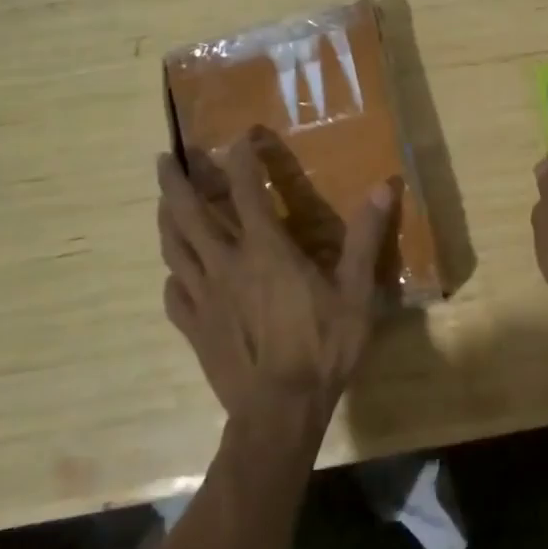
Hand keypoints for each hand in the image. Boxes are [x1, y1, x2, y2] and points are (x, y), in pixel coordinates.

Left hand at [157, 134, 393, 431]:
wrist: (279, 412)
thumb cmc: (321, 347)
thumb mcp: (356, 291)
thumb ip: (366, 236)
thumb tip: (384, 186)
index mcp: (265, 249)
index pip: (244, 189)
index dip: (239, 158)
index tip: (238, 137)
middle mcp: (226, 263)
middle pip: (189, 213)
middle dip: (175, 182)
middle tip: (164, 160)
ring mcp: (203, 297)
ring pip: (173, 248)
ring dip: (165, 219)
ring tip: (163, 202)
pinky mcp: (194, 328)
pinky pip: (173, 293)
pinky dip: (171, 275)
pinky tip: (174, 273)